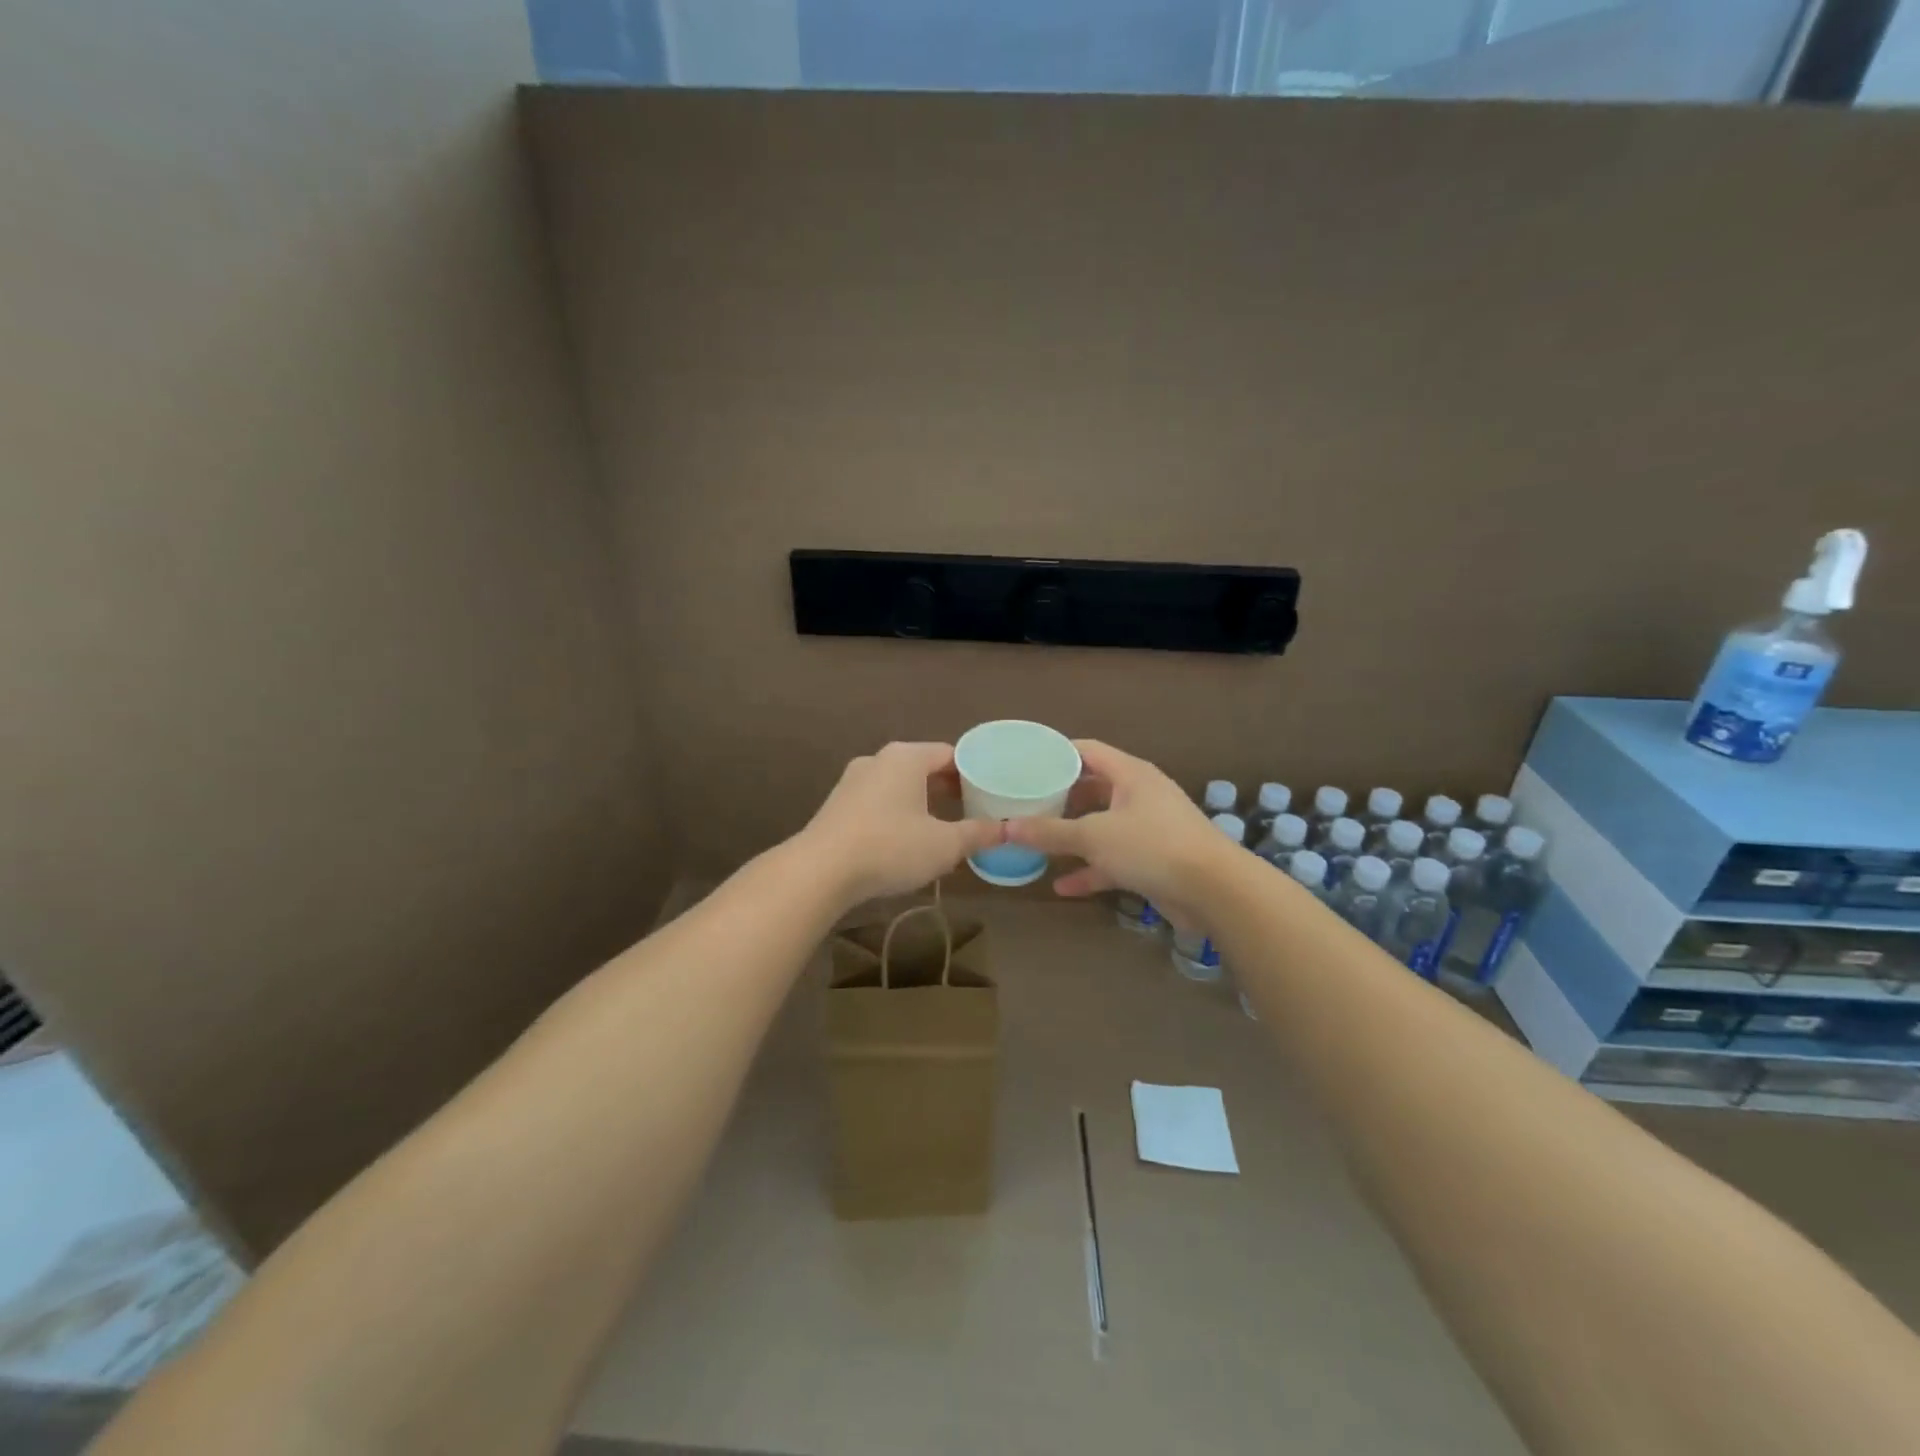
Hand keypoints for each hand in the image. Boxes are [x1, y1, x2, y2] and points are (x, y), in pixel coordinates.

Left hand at [801, 742, 1004, 906]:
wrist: (820, 871)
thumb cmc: (890, 847)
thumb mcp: (944, 845)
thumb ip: (978, 834)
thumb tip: (1009, 829)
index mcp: (907, 757)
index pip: (950, 754)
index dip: (974, 773)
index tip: (990, 794)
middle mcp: (879, 759)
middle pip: (924, 767)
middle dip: (949, 788)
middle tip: (972, 810)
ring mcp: (853, 780)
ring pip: (899, 785)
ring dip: (922, 802)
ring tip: (942, 827)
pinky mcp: (838, 804)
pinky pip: (878, 801)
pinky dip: (897, 813)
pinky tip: (905, 840)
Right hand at [1005, 739, 1229, 929]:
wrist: (1214, 890)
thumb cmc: (1152, 846)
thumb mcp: (1094, 836)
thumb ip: (1049, 832)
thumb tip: (1006, 829)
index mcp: (1129, 774)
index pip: (1087, 750)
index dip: (1056, 754)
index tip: (1025, 763)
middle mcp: (1139, 795)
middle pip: (1093, 788)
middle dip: (1060, 798)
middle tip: (1026, 804)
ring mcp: (1148, 828)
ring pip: (1102, 826)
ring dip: (1073, 836)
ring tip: (1038, 841)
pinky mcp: (1153, 860)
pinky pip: (1113, 860)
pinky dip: (1090, 870)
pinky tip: (1062, 886)